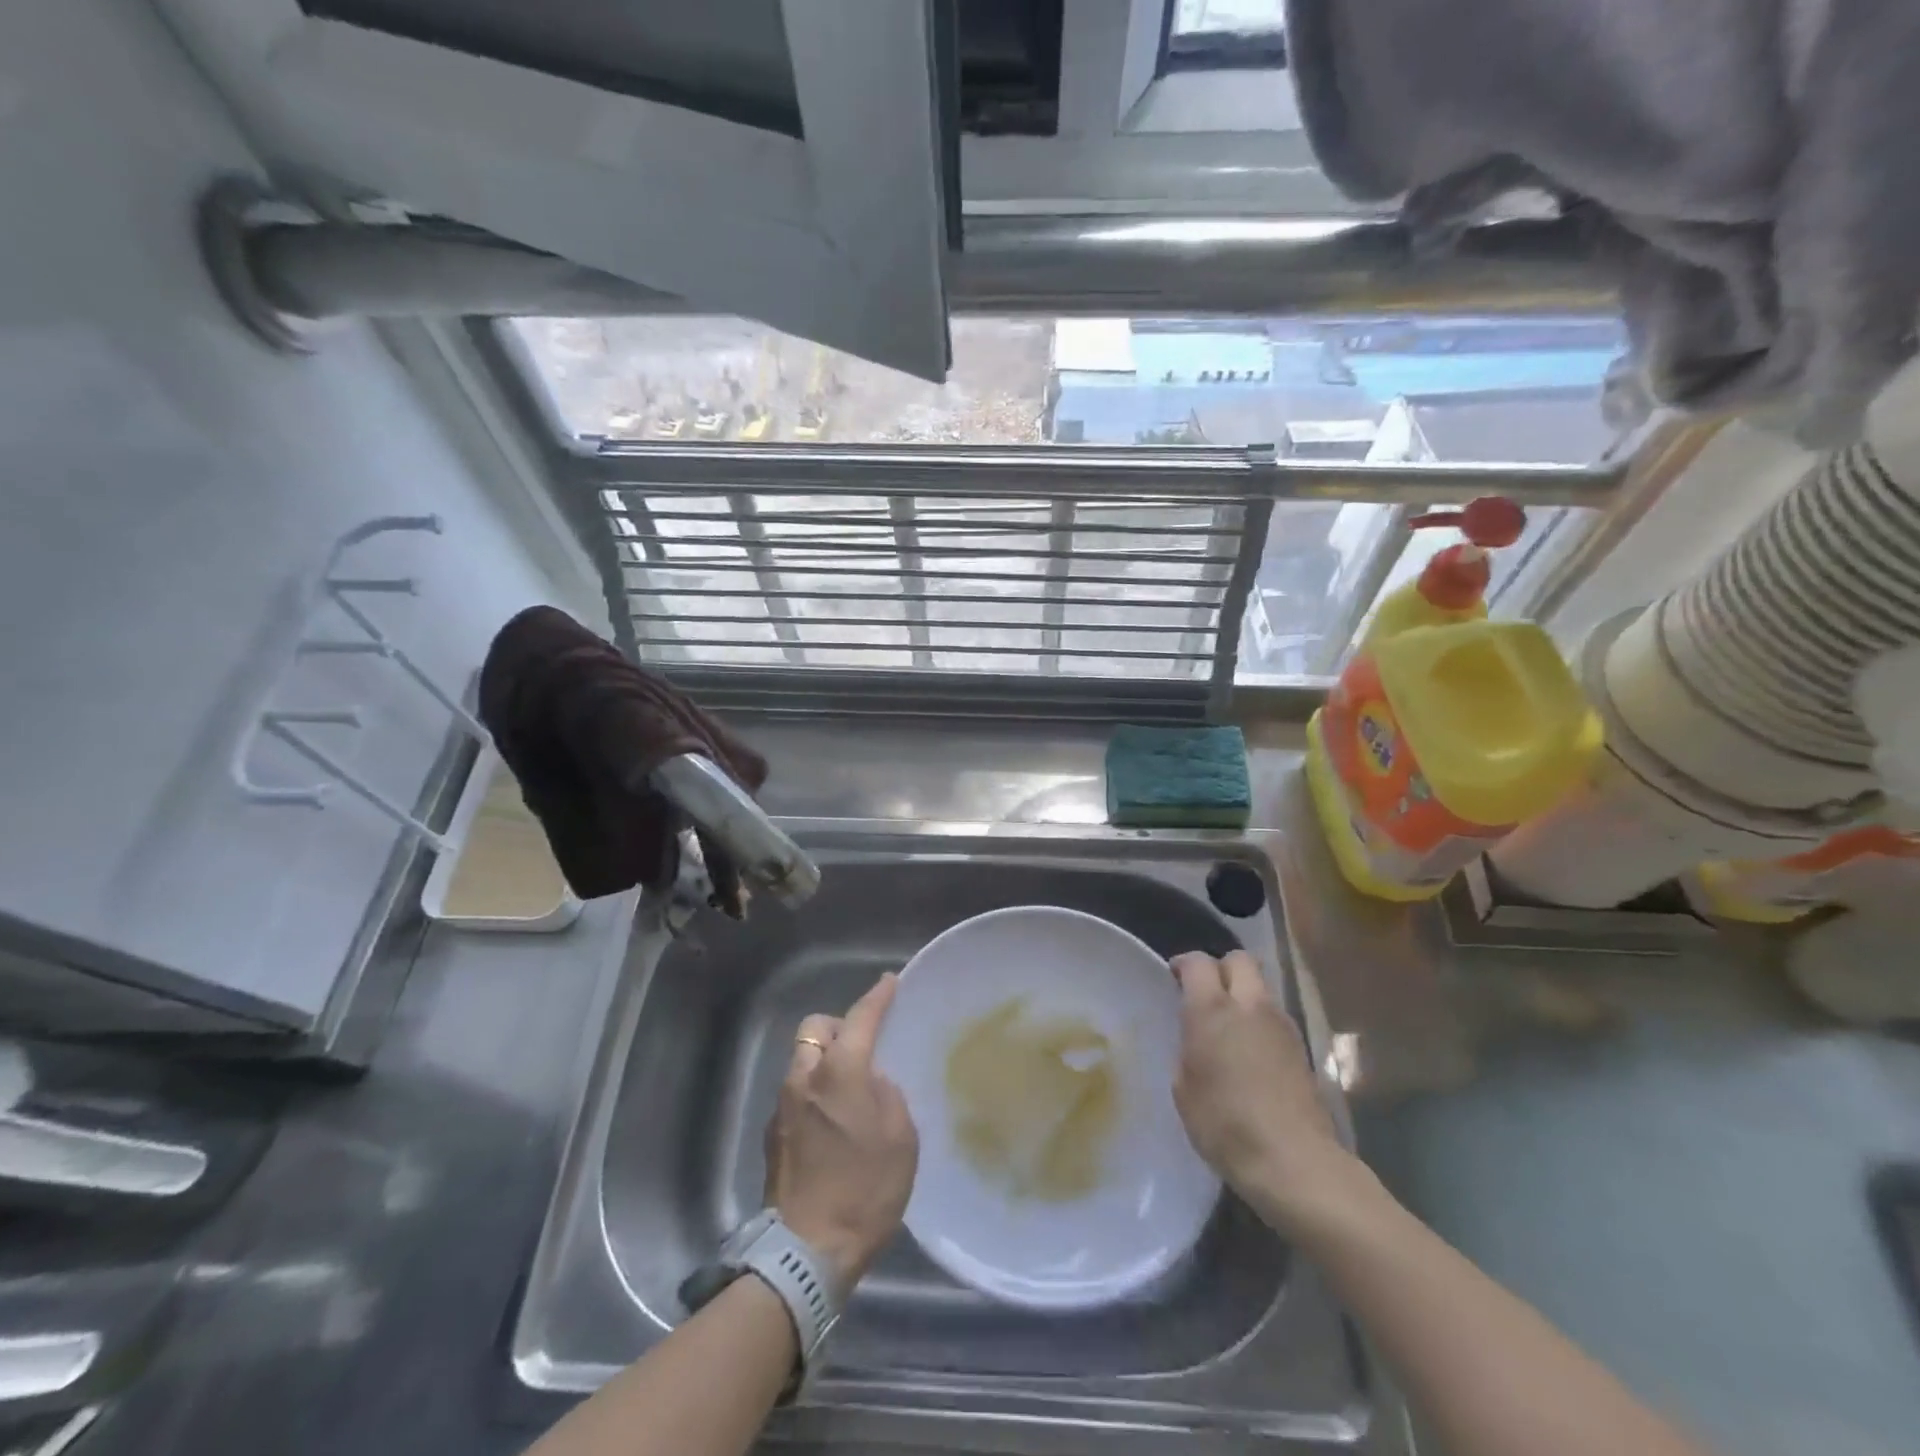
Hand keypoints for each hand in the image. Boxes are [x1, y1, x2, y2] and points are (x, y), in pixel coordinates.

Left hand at [763, 973, 918, 1290]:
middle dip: (838, 1027)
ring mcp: (782, 1105)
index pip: (860, 1018)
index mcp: (840, 1071)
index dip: (877, 997)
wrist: (807, 1252)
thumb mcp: (901, 1138)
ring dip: (824, 1061)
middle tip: (862, 1048)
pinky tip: (830, 1123)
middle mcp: (804, 1077)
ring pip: (801, 1060)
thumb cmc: (866, 1189)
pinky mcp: (771, 1134)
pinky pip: (794, 1092)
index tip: (890, 982)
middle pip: (815, 1028)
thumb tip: (872, 1082)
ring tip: (848, 1090)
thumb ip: (887, 1094)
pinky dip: (812, 1092)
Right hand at [1171, 951, 1354, 1228]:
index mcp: (1212, 1009)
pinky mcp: (1301, 1048)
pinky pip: (1274, 1016)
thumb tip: (1197, 1038)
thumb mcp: (1184, 1087)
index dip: (1183, 964)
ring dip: (1243, 995)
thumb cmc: (1224, 1124)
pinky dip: (1259, 1022)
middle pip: (1239, 960)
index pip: (1198, 962)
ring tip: (1228, 1026)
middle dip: (1220, 968)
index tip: (1174, 978)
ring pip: (1260, 987)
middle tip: (1205, 994)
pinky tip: (1250, 1052)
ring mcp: (1281, 1025)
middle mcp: (1249, 1005)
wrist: (1293, 1161)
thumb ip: (1188, 1048)